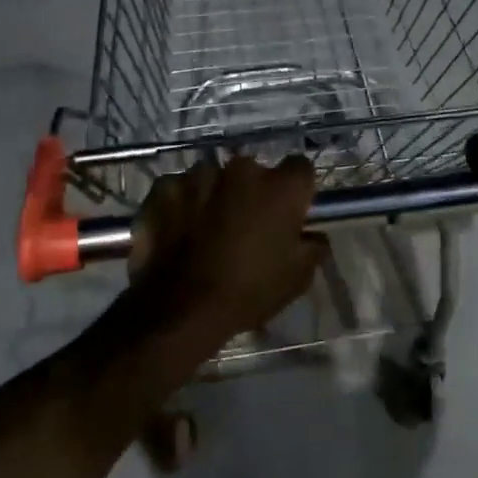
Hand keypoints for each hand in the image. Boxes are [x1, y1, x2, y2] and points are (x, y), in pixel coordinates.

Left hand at [129, 155, 324, 341]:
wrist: (181, 308)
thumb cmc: (249, 292)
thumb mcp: (297, 278)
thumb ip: (312, 246)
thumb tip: (313, 234)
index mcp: (281, 187)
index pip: (300, 168)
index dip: (296, 190)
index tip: (290, 210)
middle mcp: (242, 169)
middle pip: (253, 172)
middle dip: (251, 191)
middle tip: (245, 224)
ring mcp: (199, 175)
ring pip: (214, 178)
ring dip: (215, 195)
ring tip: (207, 229)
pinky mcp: (164, 187)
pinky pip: (179, 189)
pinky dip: (181, 204)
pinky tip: (178, 229)